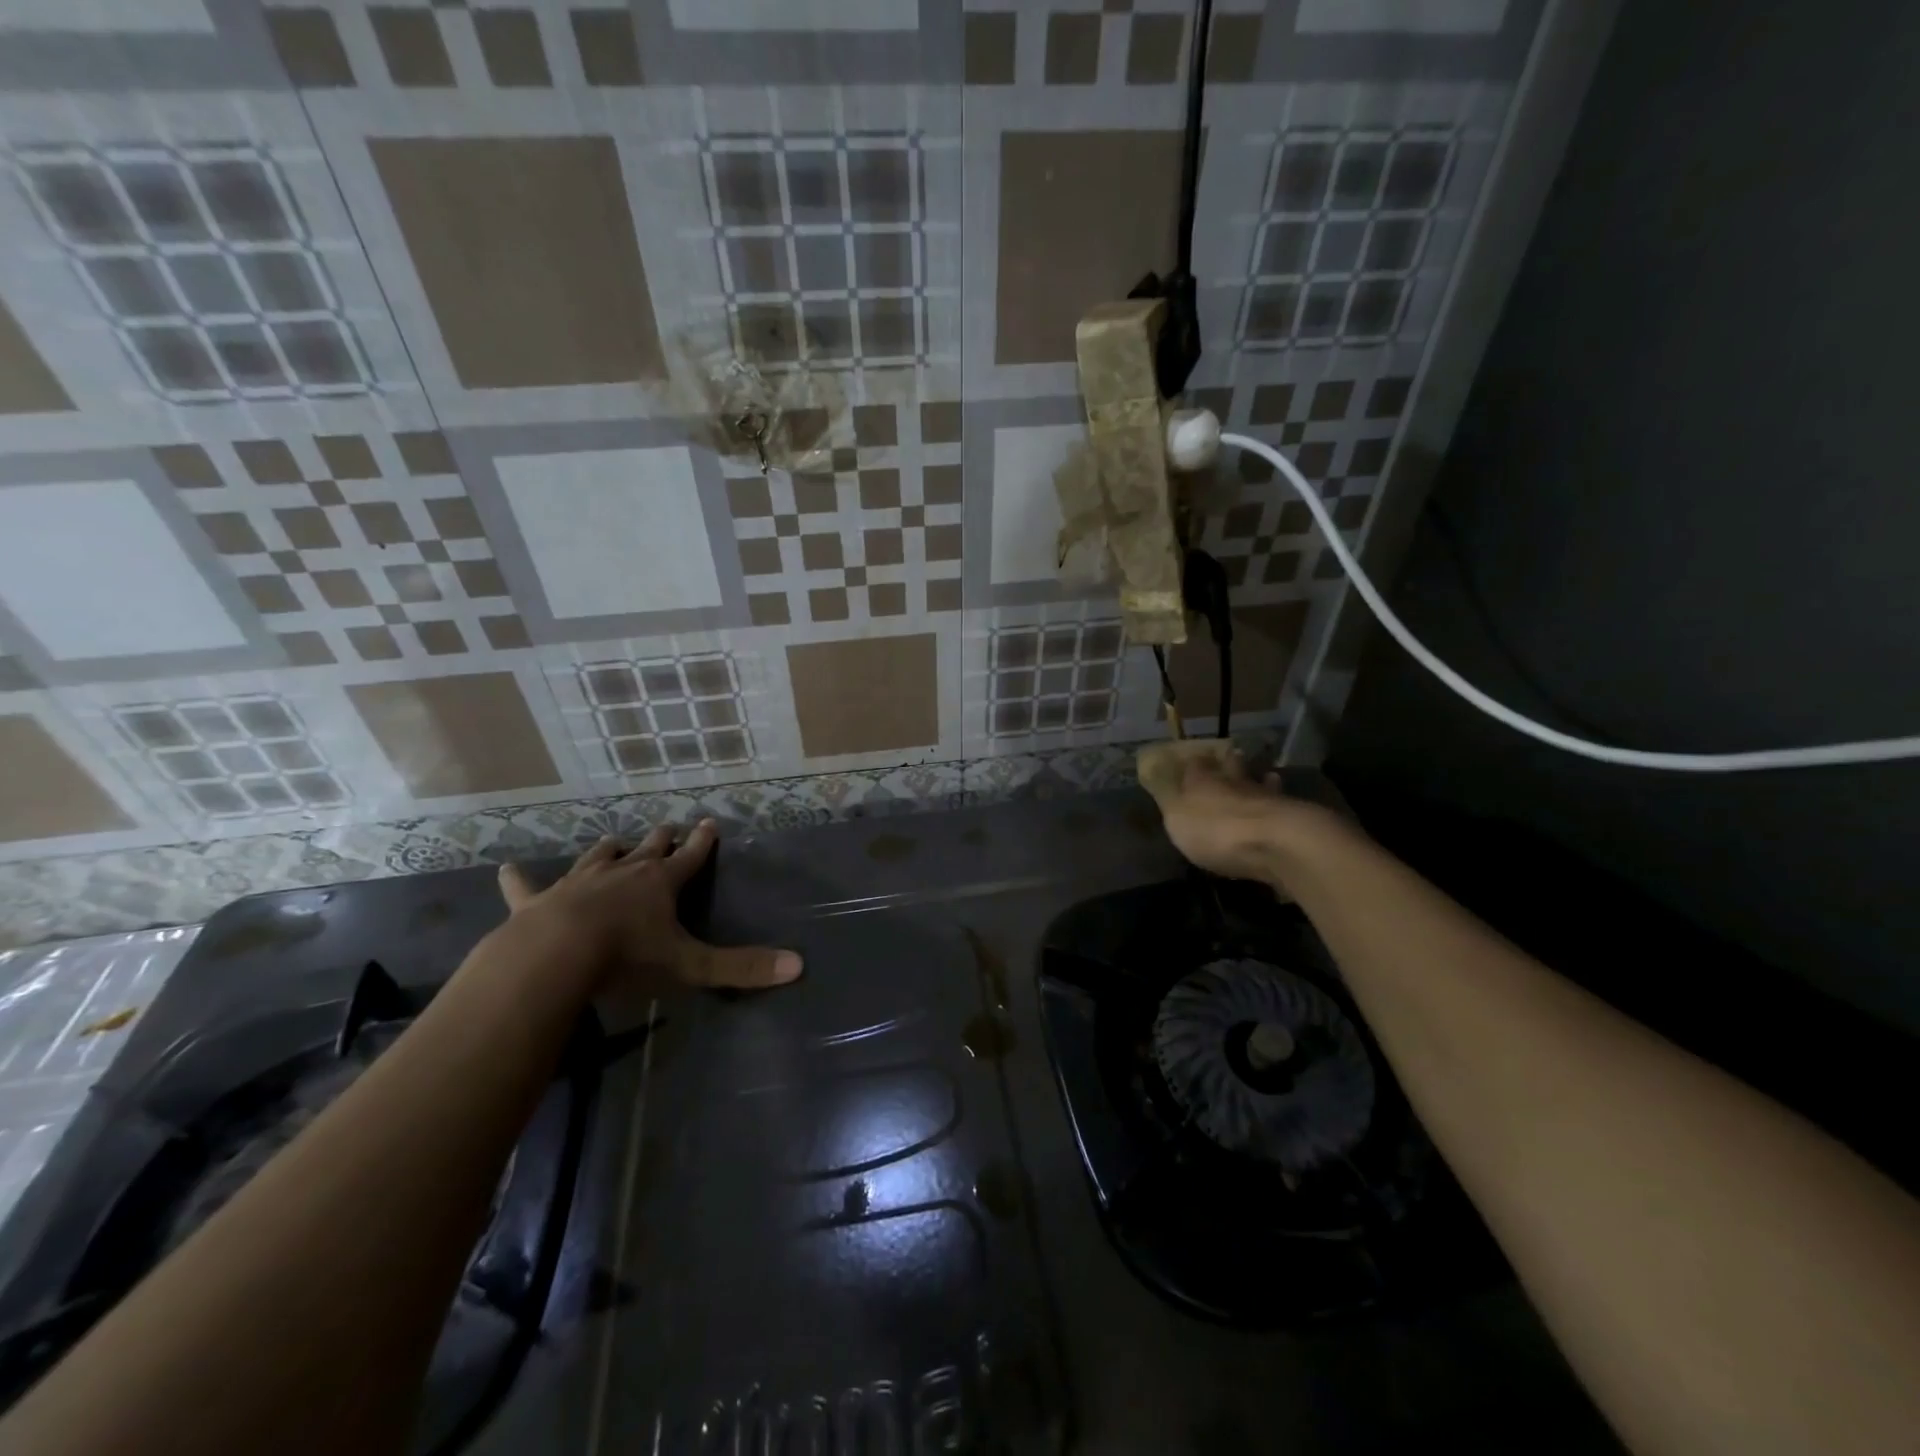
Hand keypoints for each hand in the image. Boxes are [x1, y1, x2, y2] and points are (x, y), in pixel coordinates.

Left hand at [497, 822, 802, 992]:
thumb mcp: (691, 966)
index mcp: (660, 883)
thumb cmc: (628, 957)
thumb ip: (741, 968)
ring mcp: (578, 882)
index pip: (690, 857)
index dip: (702, 842)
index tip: (709, 822)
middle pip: (647, 849)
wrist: (555, 956)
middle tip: (668, 826)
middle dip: (661, 839)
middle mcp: (622, 873)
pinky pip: (526, 887)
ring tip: (614, 841)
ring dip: (608, 849)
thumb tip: (799, 966)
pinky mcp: (537, 901)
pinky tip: (506, 871)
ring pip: (597, 856)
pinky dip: (519, 881)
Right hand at [1137, 741, 1337, 884]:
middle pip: (1232, 768)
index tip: (1192, 758)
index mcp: (1204, 781)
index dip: (1193, 763)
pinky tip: (1280, 807)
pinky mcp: (1292, 818)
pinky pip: (1281, 807)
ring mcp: (1267, 798)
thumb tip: (1158, 778)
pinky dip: (1278, 805)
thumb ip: (1169, 800)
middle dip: (1230, 764)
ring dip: (1259, 781)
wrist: (1277, 844)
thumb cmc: (1216, 831)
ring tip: (1262, 777)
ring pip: (1261, 783)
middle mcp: (1236, 783)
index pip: (1196, 765)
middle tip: (1231, 756)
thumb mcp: (1177, 819)